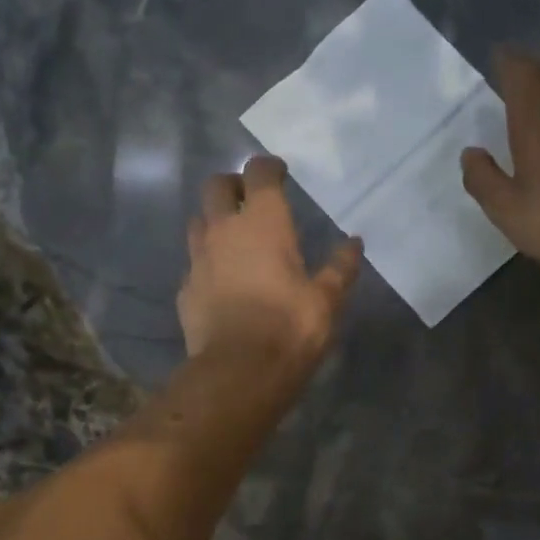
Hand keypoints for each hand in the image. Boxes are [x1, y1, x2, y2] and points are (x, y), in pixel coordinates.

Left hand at [178, 155, 361, 373]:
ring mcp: (198, 260)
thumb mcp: (327, 300)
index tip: (279, 173)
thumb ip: (340, 267)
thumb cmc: (290, 328)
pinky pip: (193, 264)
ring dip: (213, 221)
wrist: (238, 372)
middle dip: (232, 185)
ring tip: (232, 239)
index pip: (259, 173)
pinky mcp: (185, 290)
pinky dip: (206, 263)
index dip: (268, 167)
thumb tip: (354, 243)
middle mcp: (224, 230)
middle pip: (215, 186)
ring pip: (197, 222)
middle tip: (249, 200)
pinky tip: (219, 281)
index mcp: (262, 222)